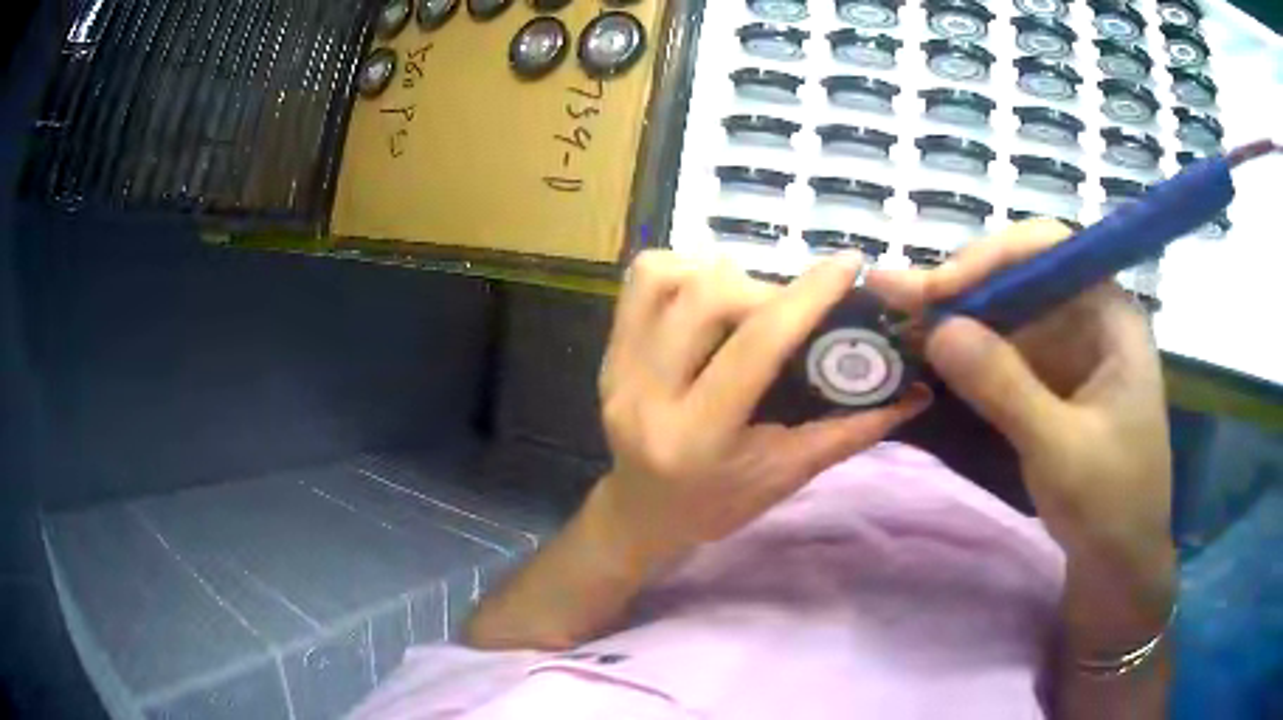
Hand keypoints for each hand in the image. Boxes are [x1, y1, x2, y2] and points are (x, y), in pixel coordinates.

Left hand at [592, 250, 931, 569]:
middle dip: (763, 288)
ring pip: (664, 278)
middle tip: (792, 306)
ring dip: (719, 273)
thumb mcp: (789, 474)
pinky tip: (708, 295)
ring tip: (748, 300)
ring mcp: (617, 370)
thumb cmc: (720, 505)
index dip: (806, 297)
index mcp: (698, 437)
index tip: (847, 264)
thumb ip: (853, 430)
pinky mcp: (607, 354)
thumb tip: (917, 394)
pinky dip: (681, 270)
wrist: (642, 513)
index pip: (755, 347)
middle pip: (705, 298)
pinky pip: (639, 282)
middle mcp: (646, 396)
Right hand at [867, 220, 1174, 647]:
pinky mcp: (1048, 381)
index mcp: (1111, 315)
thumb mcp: (1060, 449)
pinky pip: (1002, 349)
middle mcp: (1088, 317)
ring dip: (953, 313)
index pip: (1051, 250)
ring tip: (895, 312)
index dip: (993, 256)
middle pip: (1020, 275)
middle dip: (960, 283)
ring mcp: (1067, 349)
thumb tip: (937, 328)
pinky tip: (927, 348)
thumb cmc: (1110, 504)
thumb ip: (1004, 387)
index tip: (939, 287)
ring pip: (1005, 310)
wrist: (1117, 562)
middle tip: (893, 292)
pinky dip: (964, 349)